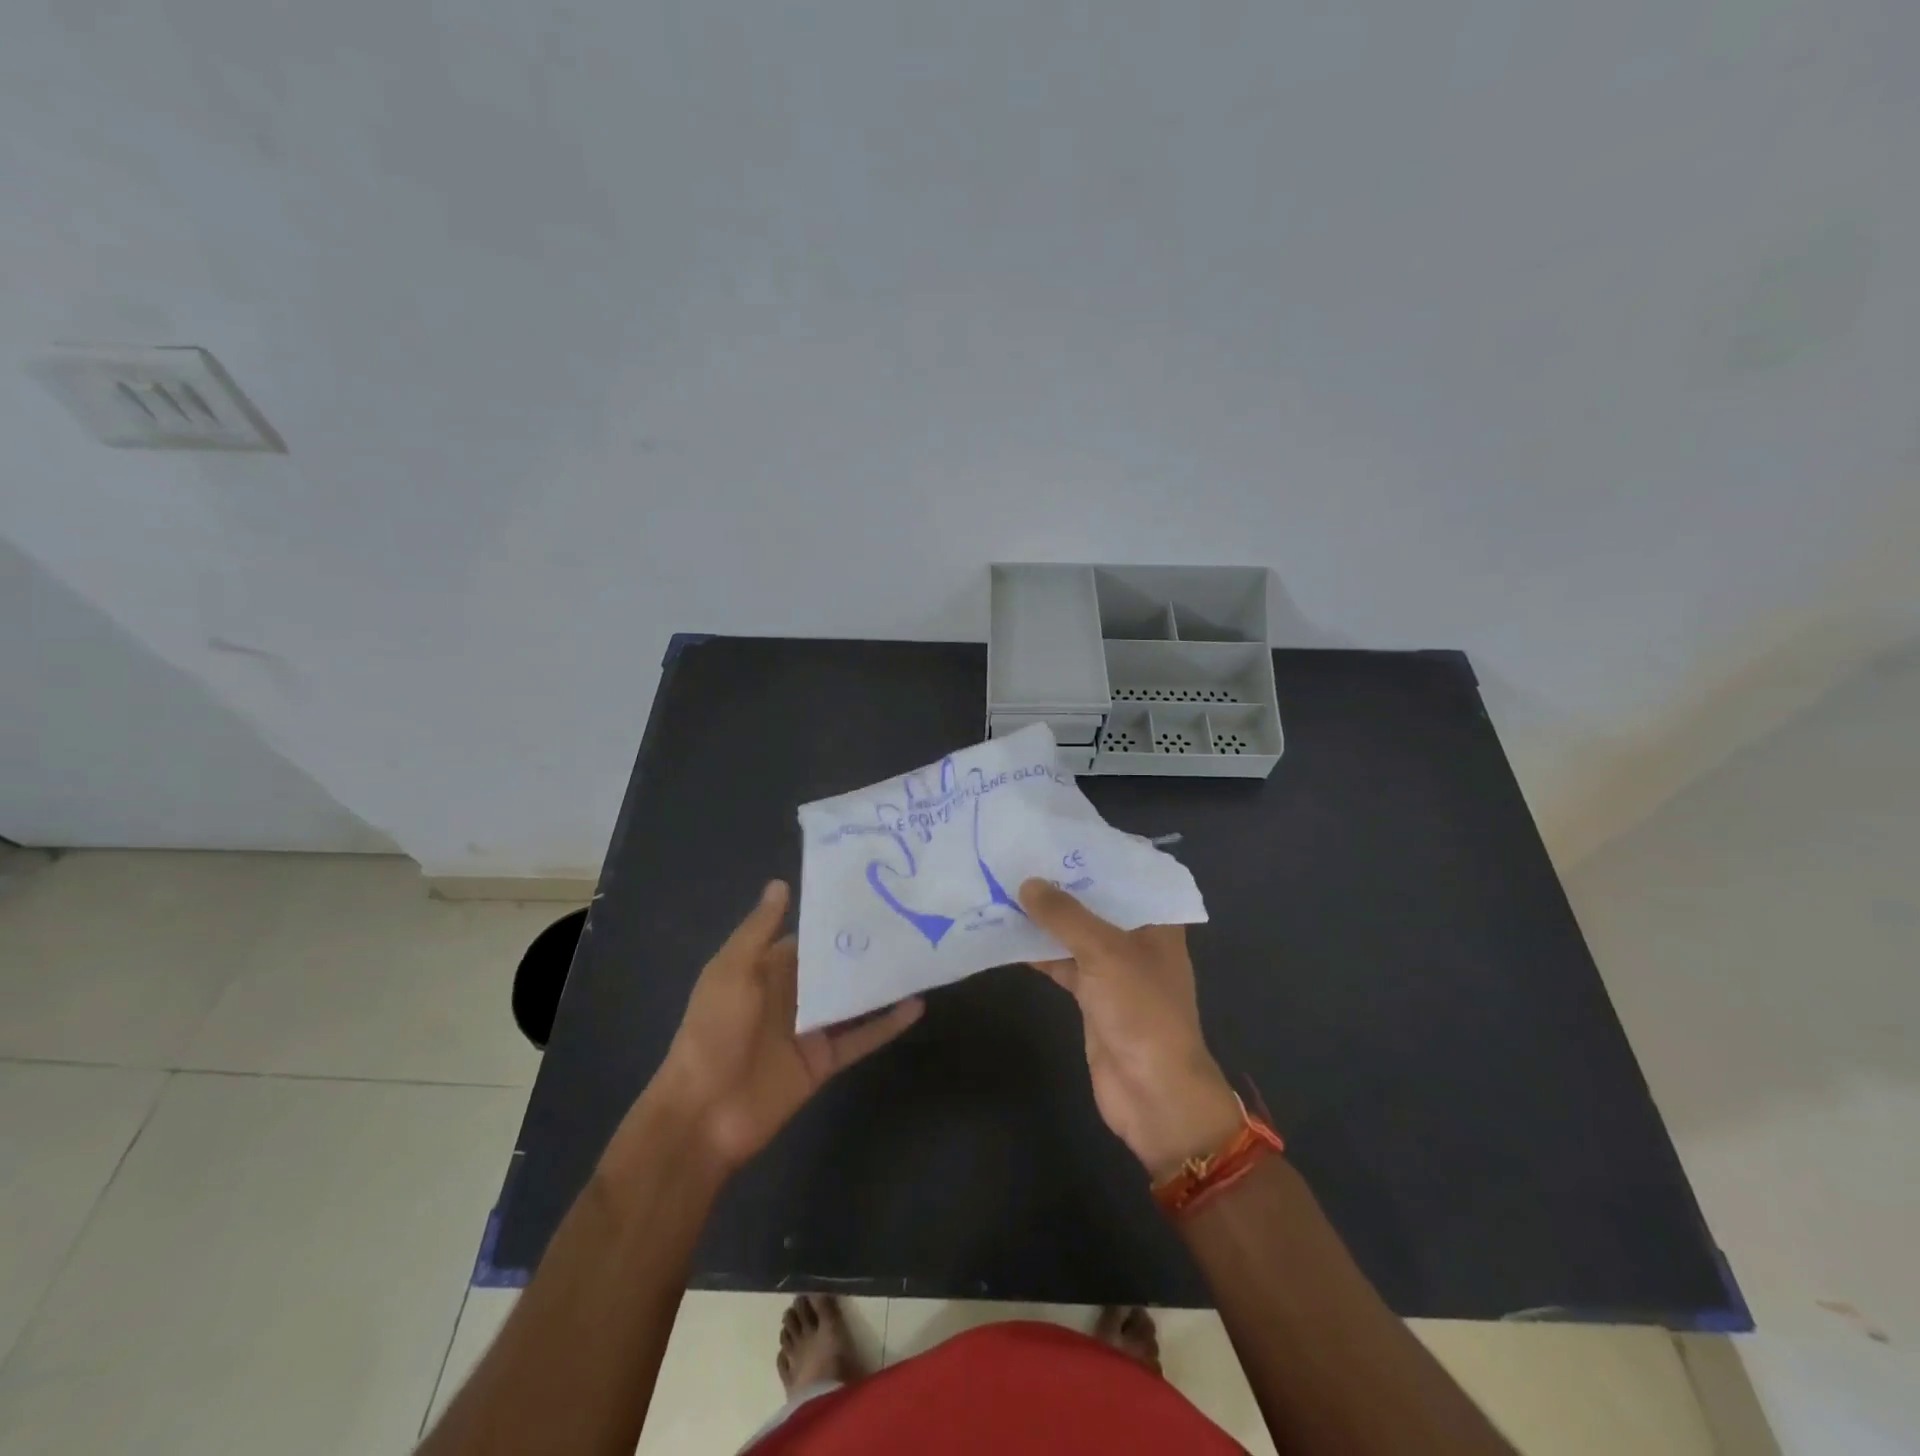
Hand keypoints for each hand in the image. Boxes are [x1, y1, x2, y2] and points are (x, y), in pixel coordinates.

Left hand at [648, 881, 923, 1171]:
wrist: (703, 1114)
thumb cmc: (713, 1032)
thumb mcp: (731, 972)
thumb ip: (759, 930)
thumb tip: (781, 884)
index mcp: (765, 970)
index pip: (807, 938)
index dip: (835, 918)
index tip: (873, 893)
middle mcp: (791, 995)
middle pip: (835, 966)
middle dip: (866, 946)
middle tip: (910, 917)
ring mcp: (810, 1029)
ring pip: (853, 999)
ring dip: (881, 981)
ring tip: (920, 953)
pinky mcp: (824, 1060)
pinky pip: (861, 1038)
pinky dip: (888, 1024)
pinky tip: (916, 1005)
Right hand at [1019, 879, 1242, 1179]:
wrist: (1153, 1094)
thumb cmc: (1142, 1011)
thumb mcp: (1105, 953)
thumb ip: (1065, 916)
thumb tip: (1027, 882)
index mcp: (1157, 922)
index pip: (1127, 874)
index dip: (1095, 853)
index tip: (1057, 831)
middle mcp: (1137, 939)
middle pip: (1097, 902)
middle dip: (1062, 883)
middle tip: (1021, 852)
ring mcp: (1113, 969)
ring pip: (1075, 933)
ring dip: (1045, 917)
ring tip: (1005, 884)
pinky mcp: (1091, 996)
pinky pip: (1061, 963)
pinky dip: (1038, 951)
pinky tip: (1004, 933)